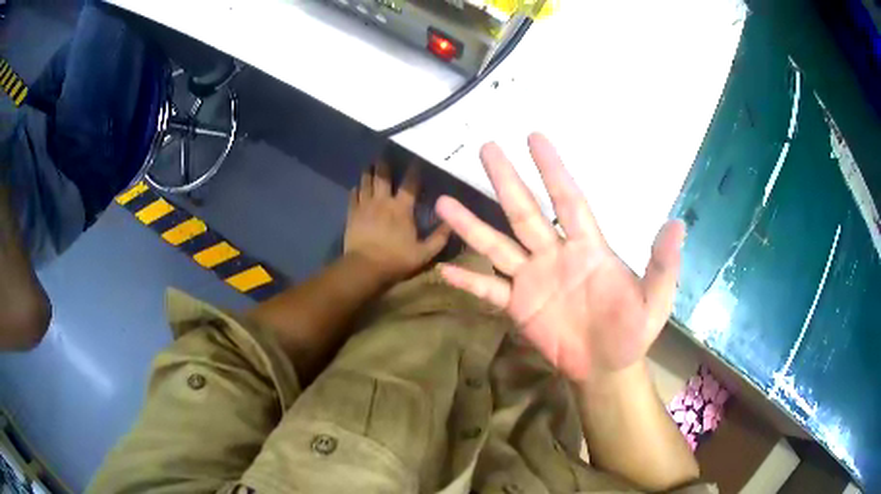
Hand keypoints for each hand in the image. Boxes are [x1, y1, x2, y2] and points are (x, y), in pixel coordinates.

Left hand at [345, 162, 450, 282]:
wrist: (365, 268)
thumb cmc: (396, 260)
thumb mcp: (424, 253)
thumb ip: (439, 238)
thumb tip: (453, 222)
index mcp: (402, 208)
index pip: (410, 183)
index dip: (414, 170)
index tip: (416, 158)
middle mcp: (383, 201)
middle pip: (383, 177)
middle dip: (384, 164)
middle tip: (384, 154)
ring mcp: (365, 206)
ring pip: (366, 183)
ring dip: (368, 172)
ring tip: (370, 164)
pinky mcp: (352, 214)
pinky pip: (353, 196)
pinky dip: (355, 190)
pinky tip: (356, 186)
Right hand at [435, 133, 684, 382]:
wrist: (608, 366)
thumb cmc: (633, 330)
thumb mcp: (655, 300)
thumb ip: (663, 265)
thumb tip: (678, 225)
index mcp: (588, 247)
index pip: (568, 199)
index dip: (553, 169)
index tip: (535, 137)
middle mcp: (555, 254)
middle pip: (525, 211)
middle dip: (506, 180)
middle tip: (486, 148)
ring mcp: (533, 280)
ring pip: (498, 245)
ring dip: (472, 226)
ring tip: (444, 203)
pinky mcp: (518, 307)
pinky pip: (489, 290)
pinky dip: (468, 281)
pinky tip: (443, 272)